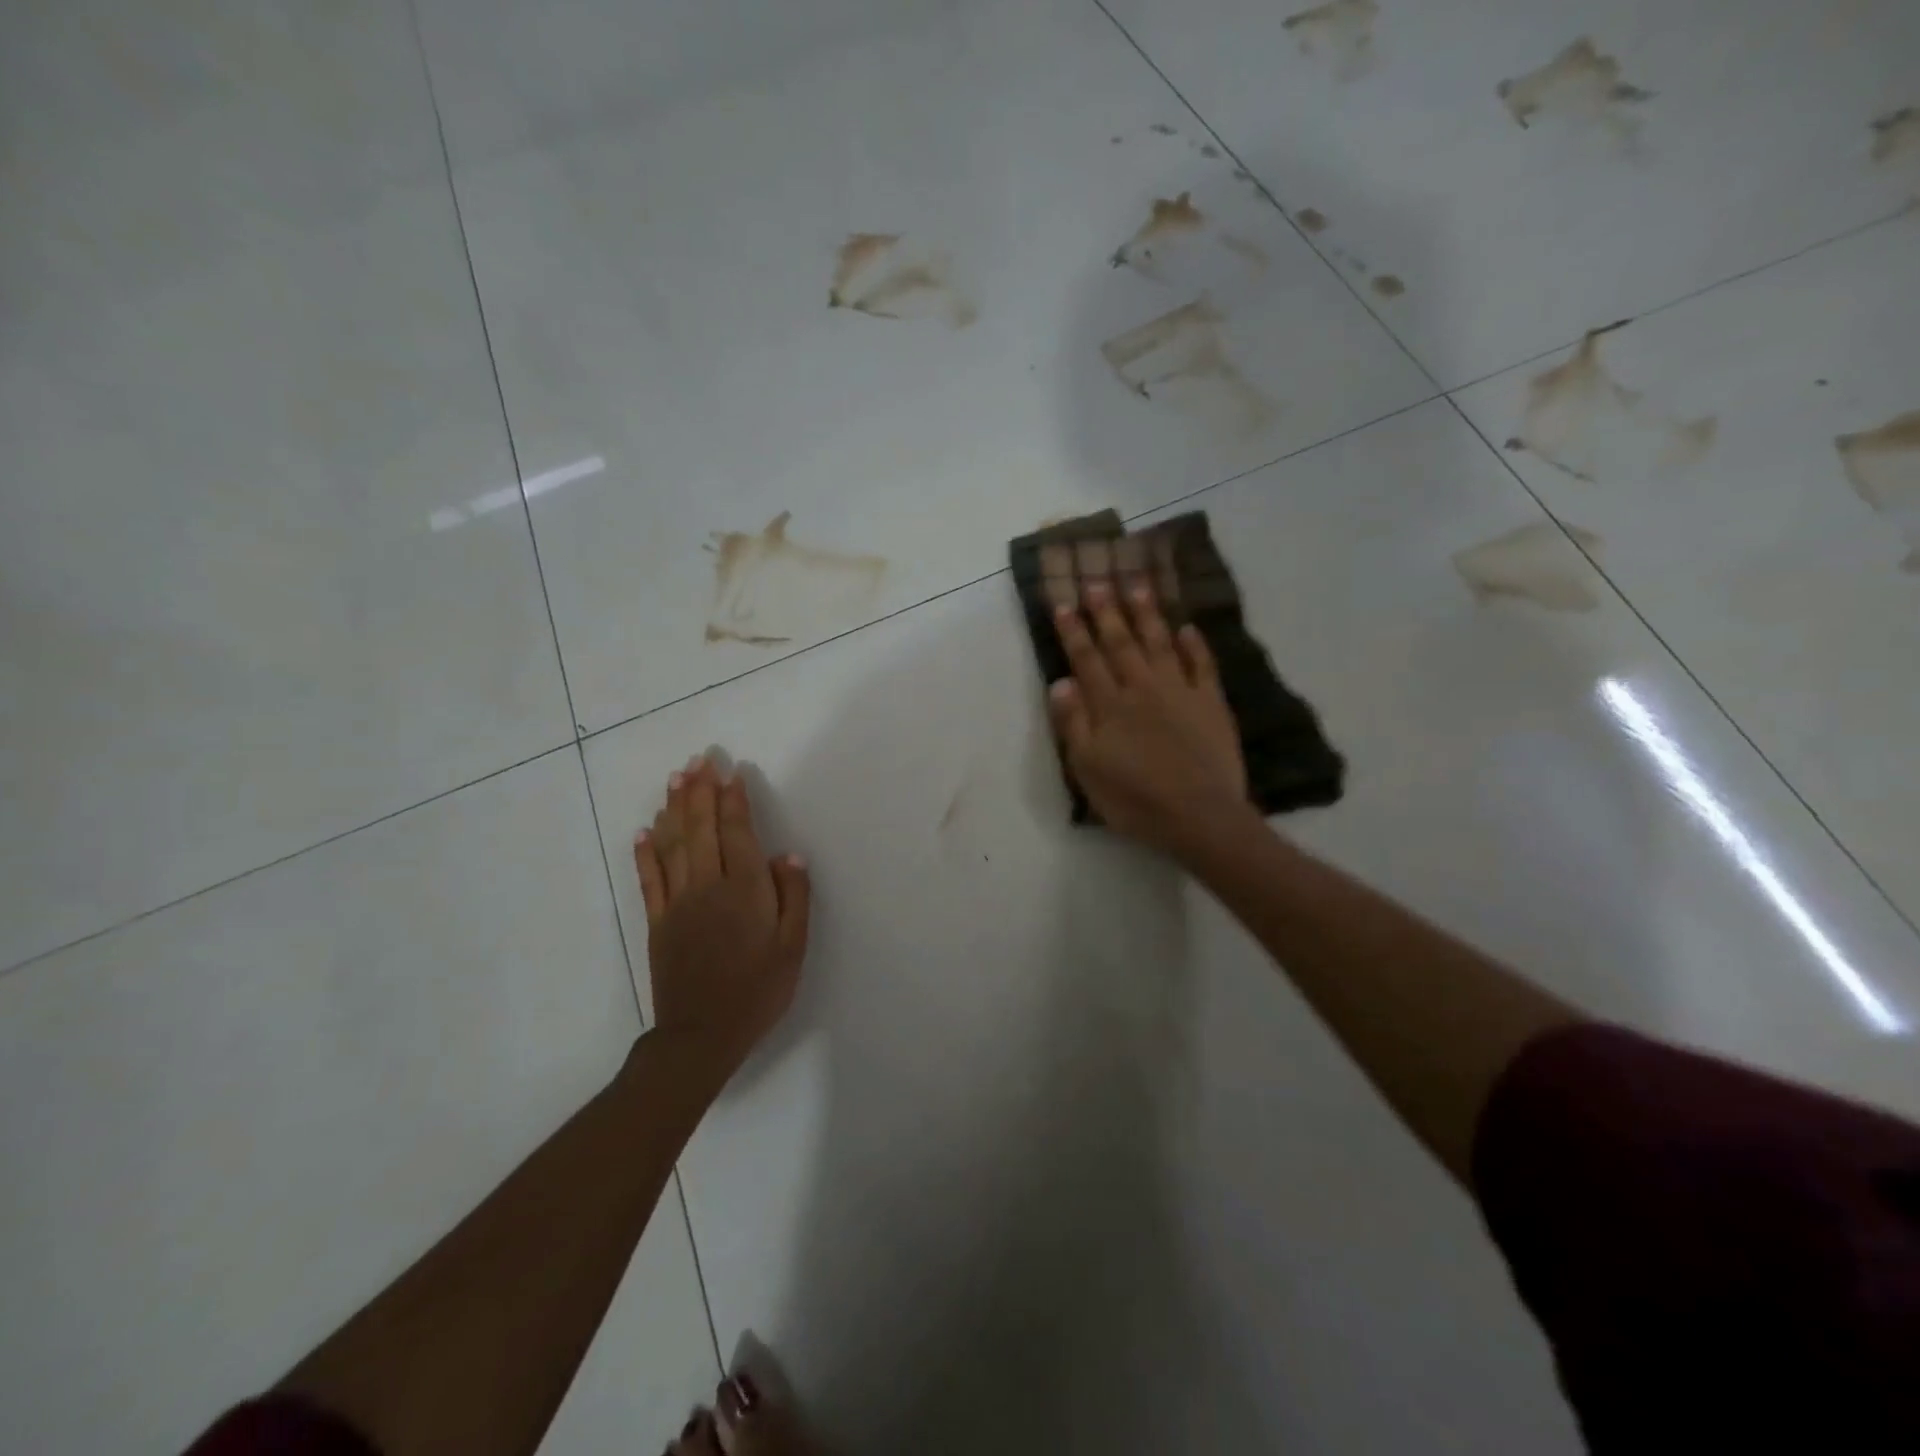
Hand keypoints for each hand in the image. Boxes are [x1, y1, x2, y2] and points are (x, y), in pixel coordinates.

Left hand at [634, 756, 811, 1080]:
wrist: (702, 1035)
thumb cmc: (758, 989)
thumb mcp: (793, 946)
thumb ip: (793, 896)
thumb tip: (788, 854)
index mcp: (745, 889)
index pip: (736, 831)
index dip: (732, 799)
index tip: (729, 771)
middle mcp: (707, 886)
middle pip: (701, 828)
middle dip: (701, 791)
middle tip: (699, 759)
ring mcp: (677, 902)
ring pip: (674, 844)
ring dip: (674, 808)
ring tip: (675, 779)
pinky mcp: (656, 921)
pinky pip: (649, 879)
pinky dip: (645, 852)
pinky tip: (643, 830)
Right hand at [1049, 582, 1251, 858]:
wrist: (1199, 816)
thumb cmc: (1134, 799)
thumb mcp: (1087, 768)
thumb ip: (1073, 723)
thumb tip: (1060, 680)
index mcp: (1109, 705)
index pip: (1086, 659)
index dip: (1073, 631)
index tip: (1063, 602)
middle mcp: (1142, 688)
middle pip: (1121, 643)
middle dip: (1107, 611)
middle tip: (1097, 580)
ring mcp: (1180, 692)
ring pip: (1160, 643)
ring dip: (1147, 615)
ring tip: (1138, 586)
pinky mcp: (1211, 703)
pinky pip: (1203, 665)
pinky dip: (1195, 645)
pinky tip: (1188, 627)